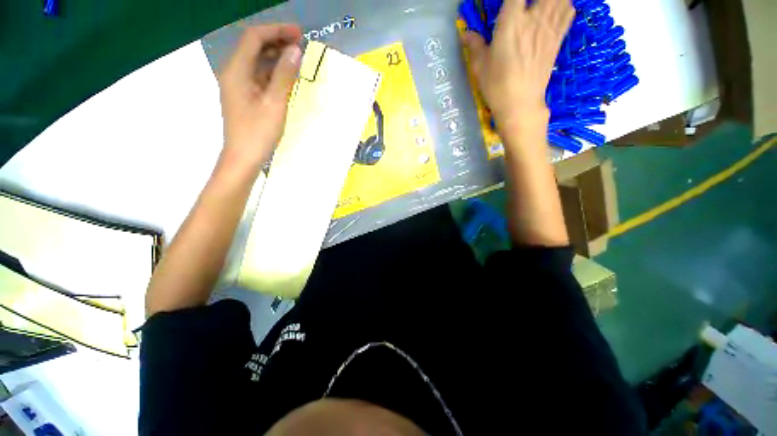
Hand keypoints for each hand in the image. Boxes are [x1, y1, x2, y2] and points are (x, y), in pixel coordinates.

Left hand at [218, 24, 302, 171]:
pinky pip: (259, 75)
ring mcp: (238, 84)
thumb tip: (296, 51)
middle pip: (254, 46)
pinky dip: (273, 71)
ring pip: (257, 61)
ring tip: (297, 58)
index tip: (298, 33)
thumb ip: (284, 75)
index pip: (254, 37)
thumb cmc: (258, 132)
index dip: (276, 30)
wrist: (243, 157)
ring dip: (276, 56)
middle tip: (301, 44)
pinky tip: (287, 76)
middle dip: (277, 41)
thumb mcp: (275, 103)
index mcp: (236, 70)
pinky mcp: (244, 95)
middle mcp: (234, 72)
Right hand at [463, 0, 573, 128]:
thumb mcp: (480, 66)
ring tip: (540, 8)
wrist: (520, 103)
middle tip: (525, 8)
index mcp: (511, 22)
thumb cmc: (496, 85)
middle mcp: (533, 18)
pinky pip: (568, 12)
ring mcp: (549, 27)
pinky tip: (557, 9)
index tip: (509, 4)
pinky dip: (565, 6)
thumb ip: (474, 45)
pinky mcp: (558, 39)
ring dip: (551, 0)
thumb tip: (465, 34)